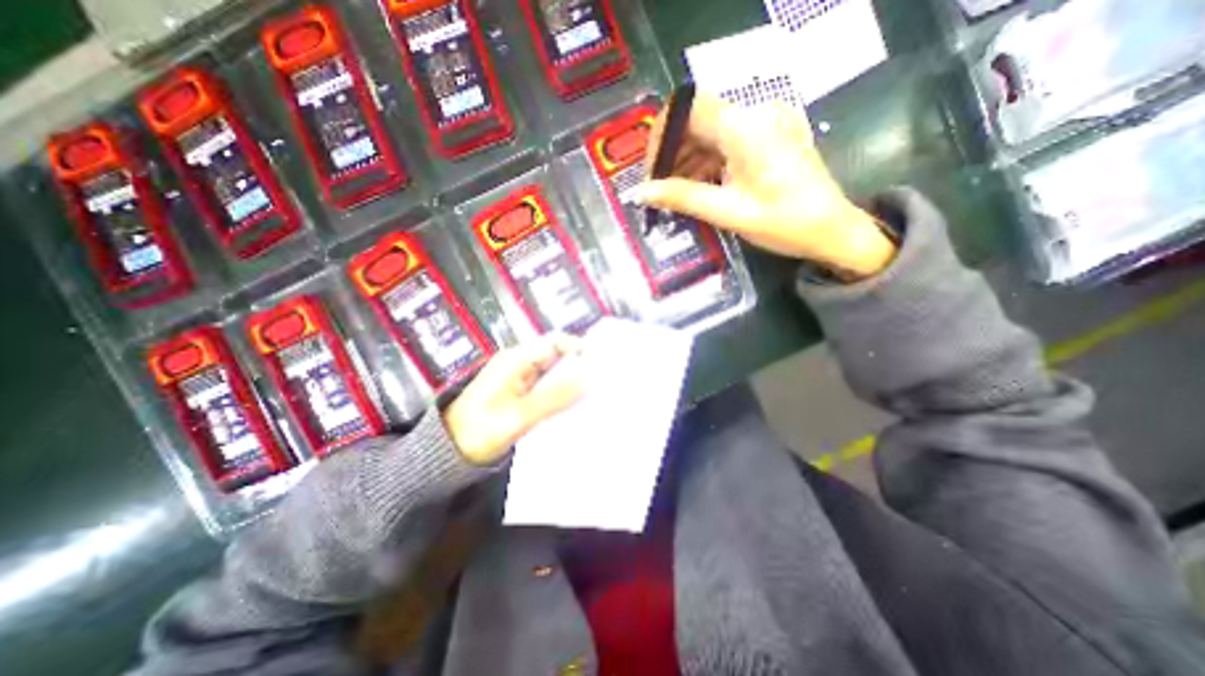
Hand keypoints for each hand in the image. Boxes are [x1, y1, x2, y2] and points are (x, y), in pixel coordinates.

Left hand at [446, 335, 588, 468]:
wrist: (449, 453)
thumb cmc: (479, 432)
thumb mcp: (518, 417)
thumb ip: (553, 398)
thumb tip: (588, 380)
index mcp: (516, 359)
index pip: (555, 342)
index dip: (579, 348)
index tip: (601, 364)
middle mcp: (519, 362)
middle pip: (557, 355)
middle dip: (579, 365)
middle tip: (603, 382)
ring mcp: (520, 377)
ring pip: (554, 371)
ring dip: (572, 380)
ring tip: (595, 393)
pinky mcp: (520, 392)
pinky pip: (547, 386)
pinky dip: (561, 392)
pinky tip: (574, 404)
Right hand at [641, 92, 893, 277]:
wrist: (833, 230)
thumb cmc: (783, 224)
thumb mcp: (727, 212)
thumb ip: (682, 197)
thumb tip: (640, 193)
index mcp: (745, 127)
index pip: (686, 108)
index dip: (661, 137)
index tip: (651, 172)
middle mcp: (755, 113)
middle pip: (696, 120)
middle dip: (672, 154)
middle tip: (660, 191)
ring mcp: (764, 123)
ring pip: (708, 132)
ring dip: (687, 161)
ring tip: (678, 196)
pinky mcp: (768, 136)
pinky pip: (725, 142)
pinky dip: (706, 163)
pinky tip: (700, 188)